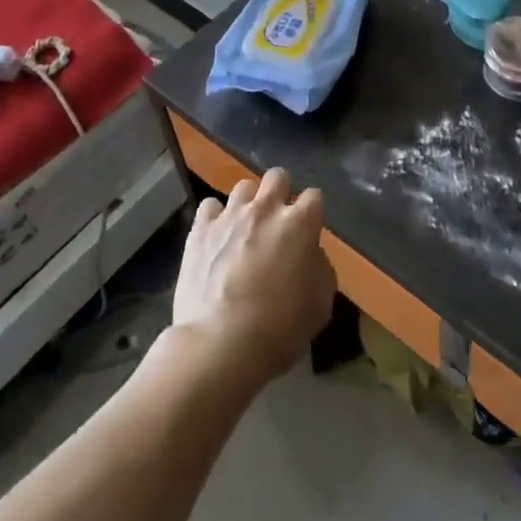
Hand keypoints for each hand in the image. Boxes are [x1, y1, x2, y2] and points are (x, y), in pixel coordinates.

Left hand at [171, 168, 336, 388]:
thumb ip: (320, 269)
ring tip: (245, 227)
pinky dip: (216, 218)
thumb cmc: (280, 328)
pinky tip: (216, 236)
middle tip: (277, 220)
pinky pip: (210, 206)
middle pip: (277, 176)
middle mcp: (266, 209)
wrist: (221, 343)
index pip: (314, 196)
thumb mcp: (320, 305)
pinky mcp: (200, 228)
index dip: (312, 212)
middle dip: (281, 192)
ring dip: (249, 203)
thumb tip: (310, 255)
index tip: (309, 230)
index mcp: (300, 223)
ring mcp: (230, 215)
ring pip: (243, 187)